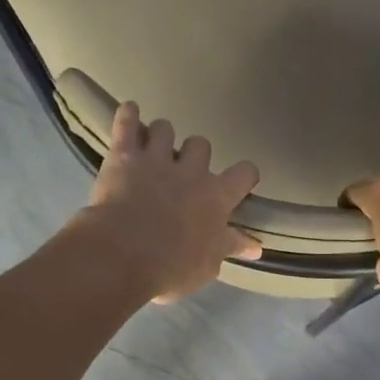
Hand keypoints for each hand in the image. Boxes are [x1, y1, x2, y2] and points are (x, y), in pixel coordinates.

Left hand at [77, 103, 261, 303]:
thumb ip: (229, 248)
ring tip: (152, 148)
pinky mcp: (124, 155)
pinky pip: (127, 122)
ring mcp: (157, 158)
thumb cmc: (169, 268)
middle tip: (182, 171)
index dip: (243, 175)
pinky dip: (128, 115)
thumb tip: (256, 247)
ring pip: (165, 128)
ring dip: (160, 136)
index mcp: (216, 197)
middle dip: (194, 154)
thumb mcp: (207, 266)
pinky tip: (129, 111)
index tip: (239, 180)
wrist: (122, 255)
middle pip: (201, 145)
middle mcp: (191, 171)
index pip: (243, 174)